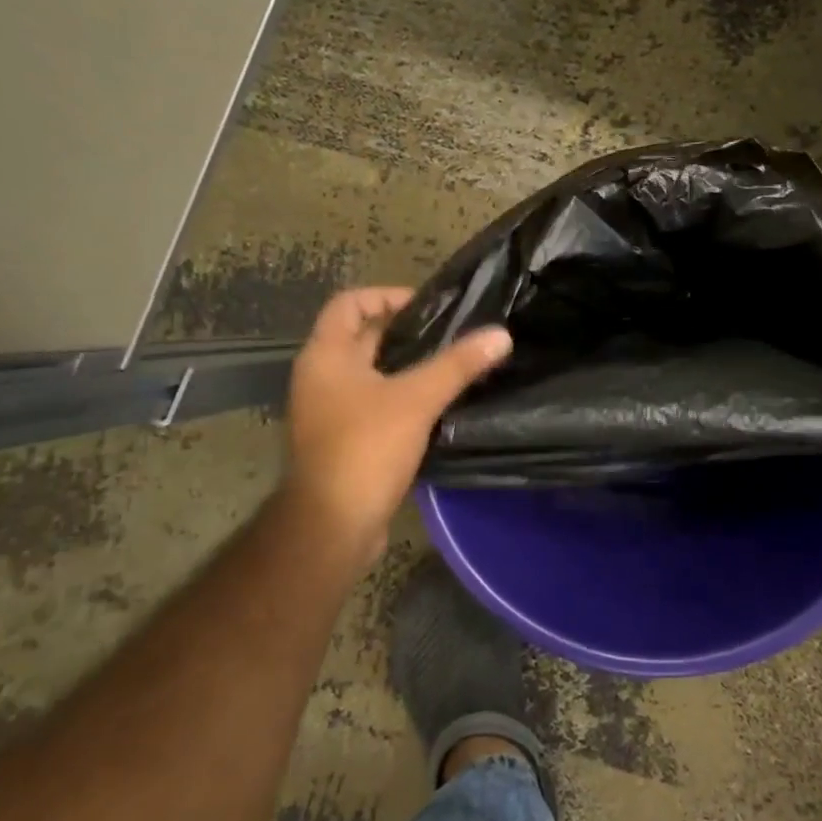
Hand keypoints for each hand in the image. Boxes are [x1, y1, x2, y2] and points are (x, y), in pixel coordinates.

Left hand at [282, 287, 510, 557]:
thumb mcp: (417, 399)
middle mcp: (321, 378)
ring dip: (407, 368)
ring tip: (452, 366)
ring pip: (372, 375)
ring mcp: (329, 412)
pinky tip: (439, 406)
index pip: (349, 303)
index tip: (428, 307)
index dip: (386, 296)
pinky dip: (402, 399)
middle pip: (362, 338)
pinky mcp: (343, 441)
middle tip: (452, 335)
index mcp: (326, 356)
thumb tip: (500, 335)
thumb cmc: (365, 448)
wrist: (332, 524)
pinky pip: (375, 405)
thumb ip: (458, 365)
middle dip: (406, 333)